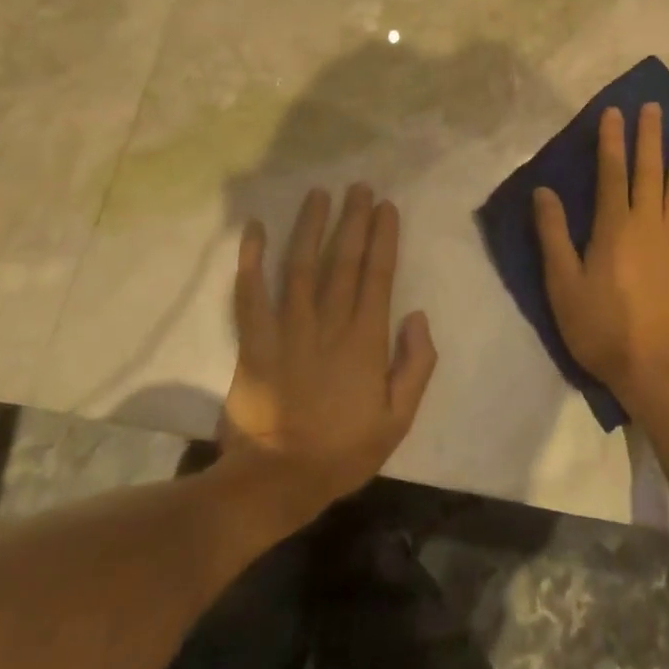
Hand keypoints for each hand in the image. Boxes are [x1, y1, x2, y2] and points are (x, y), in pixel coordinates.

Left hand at [220, 185, 436, 516]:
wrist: (274, 481)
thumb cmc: (340, 452)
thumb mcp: (397, 421)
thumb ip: (415, 367)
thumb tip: (418, 317)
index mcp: (364, 341)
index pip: (377, 276)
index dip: (383, 238)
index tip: (386, 207)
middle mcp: (328, 324)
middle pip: (342, 261)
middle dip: (352, 220)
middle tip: (358, 187)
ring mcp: (288, 330)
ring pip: (300, 266)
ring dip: (310, 227)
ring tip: (318, 194)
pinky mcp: (254, 342)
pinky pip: (250, 295)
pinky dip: (251, 261)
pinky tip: (254, 229)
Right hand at [532, 103, 668, 414]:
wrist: (656, 369)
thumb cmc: (602, 327)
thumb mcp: (563, 284)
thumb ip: (553, 234)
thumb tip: (543, 191)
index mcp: (614, 226)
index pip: (612, 172)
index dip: (612, 140)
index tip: (614, 112)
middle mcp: (649, 222)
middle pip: (649, 170)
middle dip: (649, 136)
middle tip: (654, 106)